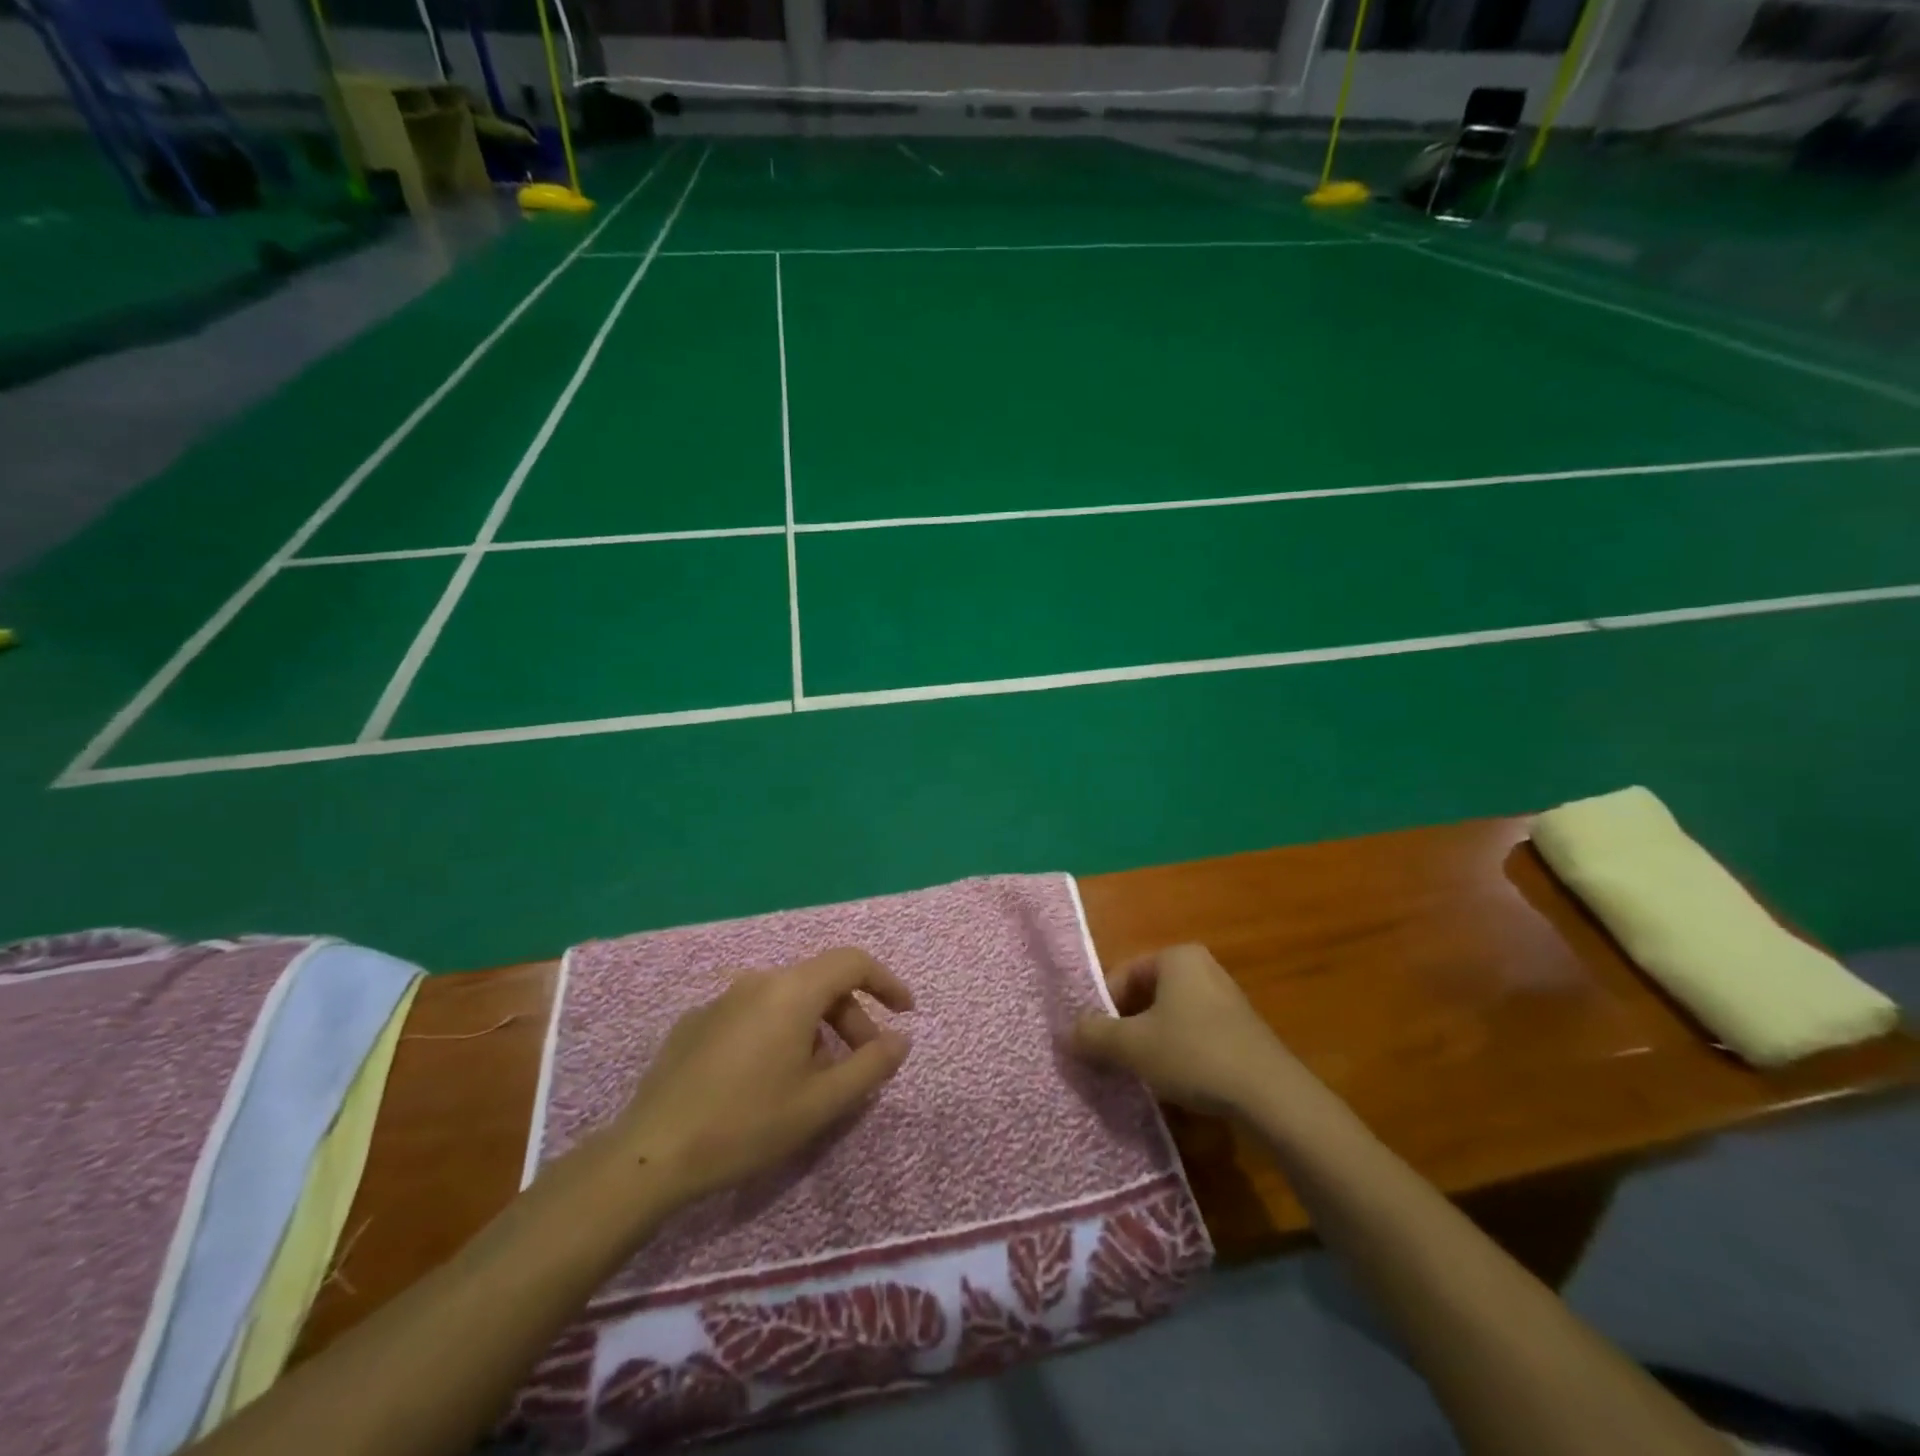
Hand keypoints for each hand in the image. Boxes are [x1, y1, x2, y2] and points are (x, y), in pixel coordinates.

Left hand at [610, 948, 912, 1205]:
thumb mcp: (822, 1102)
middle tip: (863, 1063)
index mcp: (792, 990)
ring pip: (787, 999)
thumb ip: (871, 1065)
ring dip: (815, 1028)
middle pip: (820, 982)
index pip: (853, 962)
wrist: (650, 1154)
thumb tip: (901, 1038)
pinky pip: (754, 1014)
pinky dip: (778, 1033)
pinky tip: (767, 1079)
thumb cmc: (747, 1124)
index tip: (905, 1013)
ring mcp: (722, 999)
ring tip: (817, 1077)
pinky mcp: (697, 1022)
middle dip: (851, 1017)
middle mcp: (758, 980)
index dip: (886, 982)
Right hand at [1070, 944, 1294, 1116]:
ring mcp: (1226, 998)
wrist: (1272, 1096)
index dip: (1103, 1009)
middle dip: (1126, 1028)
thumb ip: (1094, 1035)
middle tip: (1113, 1061)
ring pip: (1170, 1018)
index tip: (1094, 1043)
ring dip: (1150, 1044)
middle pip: (1146, 996)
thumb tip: (1065, 1033)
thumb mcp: (1132, 1046)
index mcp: (1176, 957)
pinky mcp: (1242, 1030)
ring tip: (1141, 1076)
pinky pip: (1195, 1034)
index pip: (1123, 975)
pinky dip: (1178, 1054)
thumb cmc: (1194, 1054)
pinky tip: (1175, 1084)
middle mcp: (1202, 967)